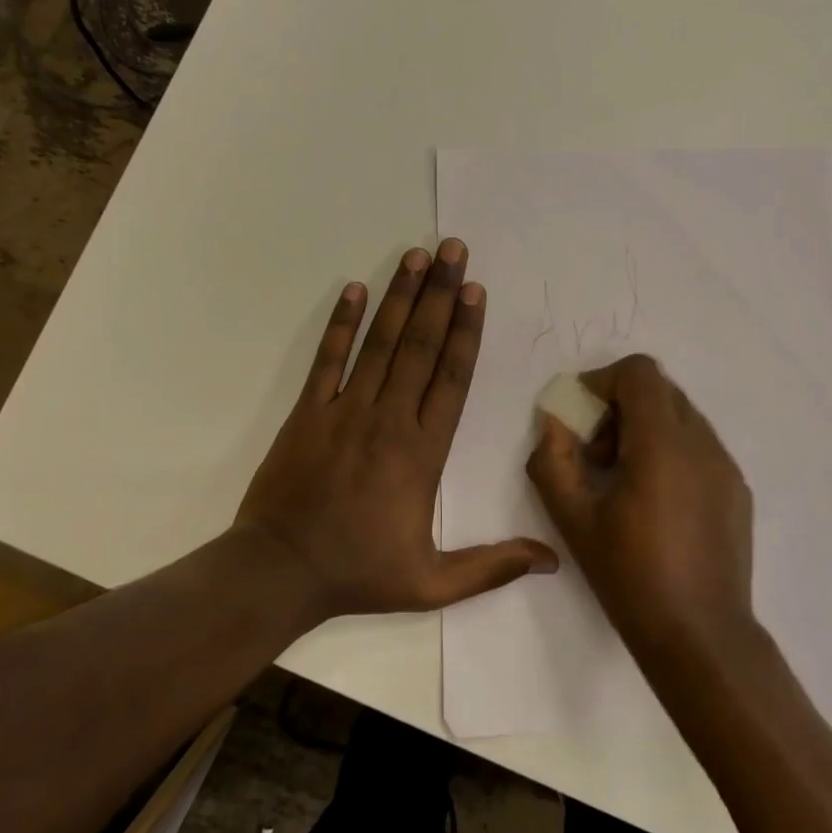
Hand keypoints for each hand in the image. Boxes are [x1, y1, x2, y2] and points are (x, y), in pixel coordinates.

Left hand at [237, 240, 558, 620]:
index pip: (451, 378)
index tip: (474, 290)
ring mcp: (345, 410)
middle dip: (439, 294)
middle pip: (421, 346)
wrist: (278, 572)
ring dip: (400, 297)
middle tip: (452, 249)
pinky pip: (328, 359)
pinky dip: (341, 324)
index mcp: (422, 451)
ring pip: (380, 343)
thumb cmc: (359, 573)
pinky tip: (354, 289)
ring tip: (416, 255)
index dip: (465, 330)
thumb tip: (552, 561)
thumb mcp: (432, 583)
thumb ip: (492, 567)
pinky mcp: (308, 412)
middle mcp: (388, 418)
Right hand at [525, 355, 753, 649]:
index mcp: (663, 444)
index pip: (639, 372)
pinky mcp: (737, 490)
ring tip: (625, 480)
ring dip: (646, 429)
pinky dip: (671, 452)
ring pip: (682, 417)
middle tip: (597, 453)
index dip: (603, 381)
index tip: (581, 418)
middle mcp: (703, 443)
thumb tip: (554, 423)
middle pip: (660, 390)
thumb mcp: (573, 520)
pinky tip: (657, 502)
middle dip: (621, 407)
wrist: (700, 635)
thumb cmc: (630, 576)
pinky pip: (700, 447)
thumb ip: (552, 461)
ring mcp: (726, 466)